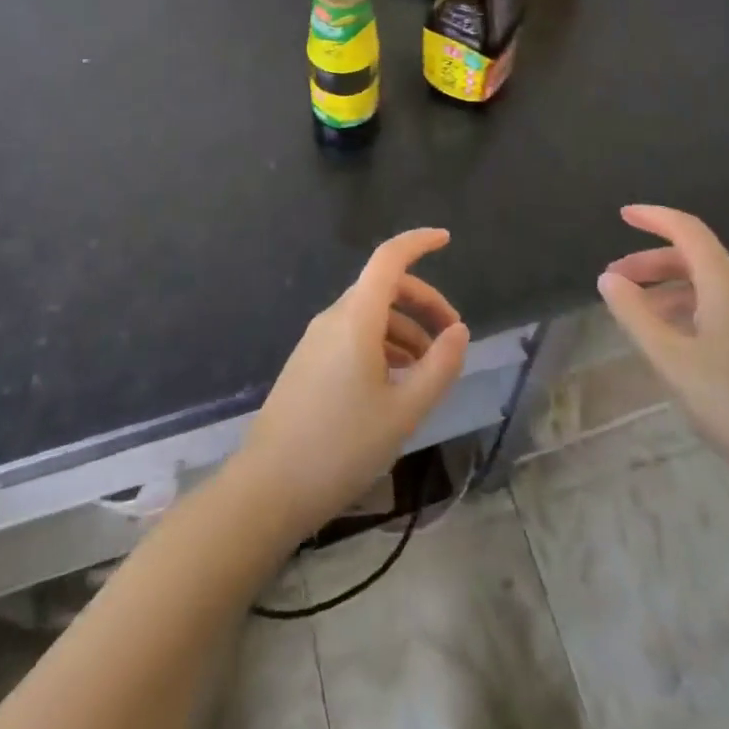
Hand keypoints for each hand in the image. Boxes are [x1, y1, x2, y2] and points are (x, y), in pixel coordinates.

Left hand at [236, 228, 469, 538]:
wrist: (268, 489)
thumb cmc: (342, 447)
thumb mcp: (404, 411)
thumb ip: (439, 367)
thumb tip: (459, 332)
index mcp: (356, 318)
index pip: (389, 259)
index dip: (418, 242)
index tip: (446, 239)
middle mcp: (334, 318)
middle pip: (384, 287)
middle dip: (423, 302)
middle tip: (452, 336)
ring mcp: (316, 340)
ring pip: (370, 315)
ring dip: (405, 329)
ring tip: (428, 371)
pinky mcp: (308, 363)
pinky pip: (353, 336)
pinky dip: (383, 345)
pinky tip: (396, 384)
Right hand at [596, 205, 728, 485]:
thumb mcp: (672, 359)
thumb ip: (635, 315)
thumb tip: (607, 278)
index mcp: (725, 284)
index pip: (687, 230)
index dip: (654, 217)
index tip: (623, 215)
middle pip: (695, 259)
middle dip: (652, 263)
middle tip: (615, 281)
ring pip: (709, 288)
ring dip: (669, 291)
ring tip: (638, 316)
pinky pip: (723, 311)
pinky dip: (691, 312)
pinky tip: (675, 343)